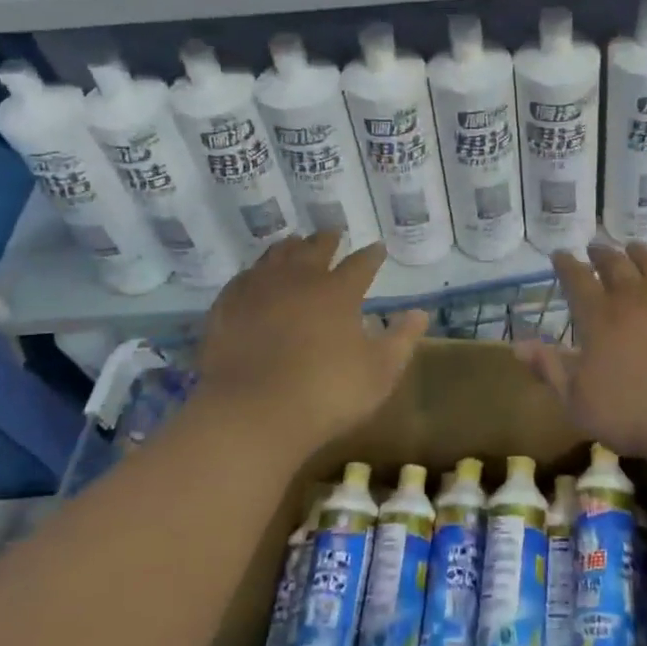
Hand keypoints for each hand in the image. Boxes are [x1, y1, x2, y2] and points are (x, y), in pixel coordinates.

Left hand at [194, 234, 427, 451]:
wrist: (252, 413)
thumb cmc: (326, 394)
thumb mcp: (380, 373)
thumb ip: (402, 340)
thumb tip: (420, 313)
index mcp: (338, 293)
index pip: (360, 264)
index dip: (372, 255)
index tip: (378, 248)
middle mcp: (298, 281)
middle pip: (313, 249)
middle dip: (326, 240)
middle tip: (332, 232)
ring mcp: (257, 292)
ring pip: (275, 257)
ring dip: (289, 247)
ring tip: (294, 242)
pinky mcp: (226, 309)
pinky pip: (242, 279)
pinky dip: (254, 272)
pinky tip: (253, 276)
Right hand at [515, 244, 646, 458]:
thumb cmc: (634, 412)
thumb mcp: (578, 400)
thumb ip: (550, 369)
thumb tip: (518, 345)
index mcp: (598, 316)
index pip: (576, 279)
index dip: (566, 265)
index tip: (560, 254)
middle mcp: (634, 297)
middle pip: (615, 264)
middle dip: (601, 253)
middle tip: (595, 247)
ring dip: (640, 253)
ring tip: (634, 248)